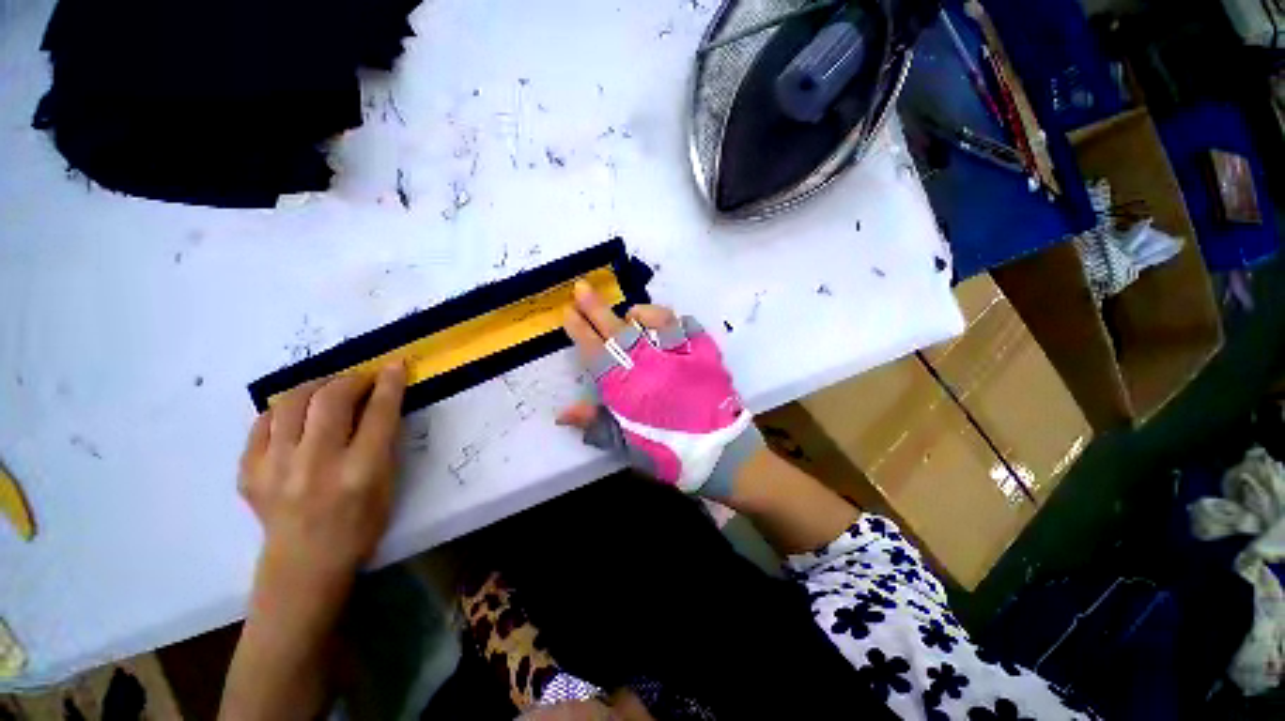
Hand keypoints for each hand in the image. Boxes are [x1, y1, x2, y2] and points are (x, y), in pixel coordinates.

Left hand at [238, 363, 407, 599]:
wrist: (305, 564)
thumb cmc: (360, 525)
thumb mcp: (388, 484)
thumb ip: (385, 441)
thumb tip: (382, 401)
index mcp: (360, 471)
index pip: (379, 413)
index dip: (389, 383)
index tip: (395, 365)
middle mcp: (316, 464)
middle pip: (331, 399)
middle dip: (351, 379)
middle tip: (360, 381)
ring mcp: (275, 468)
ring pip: (292, 402)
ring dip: (316, 387)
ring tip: (327, 391)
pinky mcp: (248, 472)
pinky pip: (264, 422)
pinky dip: (284, 410)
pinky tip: (297, 416)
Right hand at [558, 282, 759, 496]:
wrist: (722, 455)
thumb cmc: (671, 455)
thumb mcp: (627, 447)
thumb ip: (596, 424)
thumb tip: (562, 413)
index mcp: (629, 389)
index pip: (597, 354)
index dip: (580, 331)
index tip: (568, 312)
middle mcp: (652, 366)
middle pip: (619, 331)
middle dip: (597, 308)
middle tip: (582, 288)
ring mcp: (681, 357)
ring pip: (658, 320)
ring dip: (641, 312)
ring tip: (631, 313)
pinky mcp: (707, 355)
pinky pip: (692, 327)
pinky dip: (680, 321)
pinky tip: (673, 325)